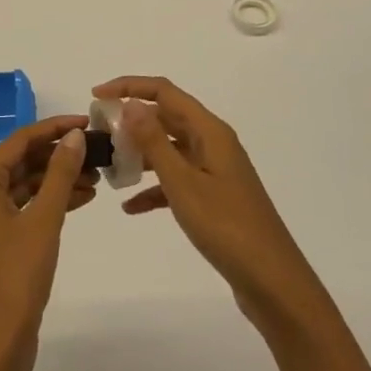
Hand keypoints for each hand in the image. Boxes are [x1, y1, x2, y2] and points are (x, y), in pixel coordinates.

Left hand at [0, 116, 96, 370]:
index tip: (88, 123)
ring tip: (98, 176)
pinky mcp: (1, 241)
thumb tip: (75, 135)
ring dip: (59, 178)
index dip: (55, 128)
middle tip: (97, 150)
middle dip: (60, 154)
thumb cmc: (16, 276)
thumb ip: (60, 174)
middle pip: (24, 159)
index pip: (21, 139)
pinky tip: (83, 199)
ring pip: (28, 184)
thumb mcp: (44, 220)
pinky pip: (28, 207)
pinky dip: (53, 201)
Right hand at [97, 76, 334, 335]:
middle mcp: (213, 143)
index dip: (129, 86)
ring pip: (170, 149)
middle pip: (167, 117)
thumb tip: (130, 104)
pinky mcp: (215, 197)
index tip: (96, 96)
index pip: (164, 91)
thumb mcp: (183, 183)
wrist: (273, 283)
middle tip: (99, 134)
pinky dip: (154, 188)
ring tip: (109, 166)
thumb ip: (154, 142)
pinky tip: (130, 207)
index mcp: (210, 131)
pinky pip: (177, 180)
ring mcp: (215, 170)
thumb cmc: (227, 227)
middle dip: (132, 121)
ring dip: (140, 154)